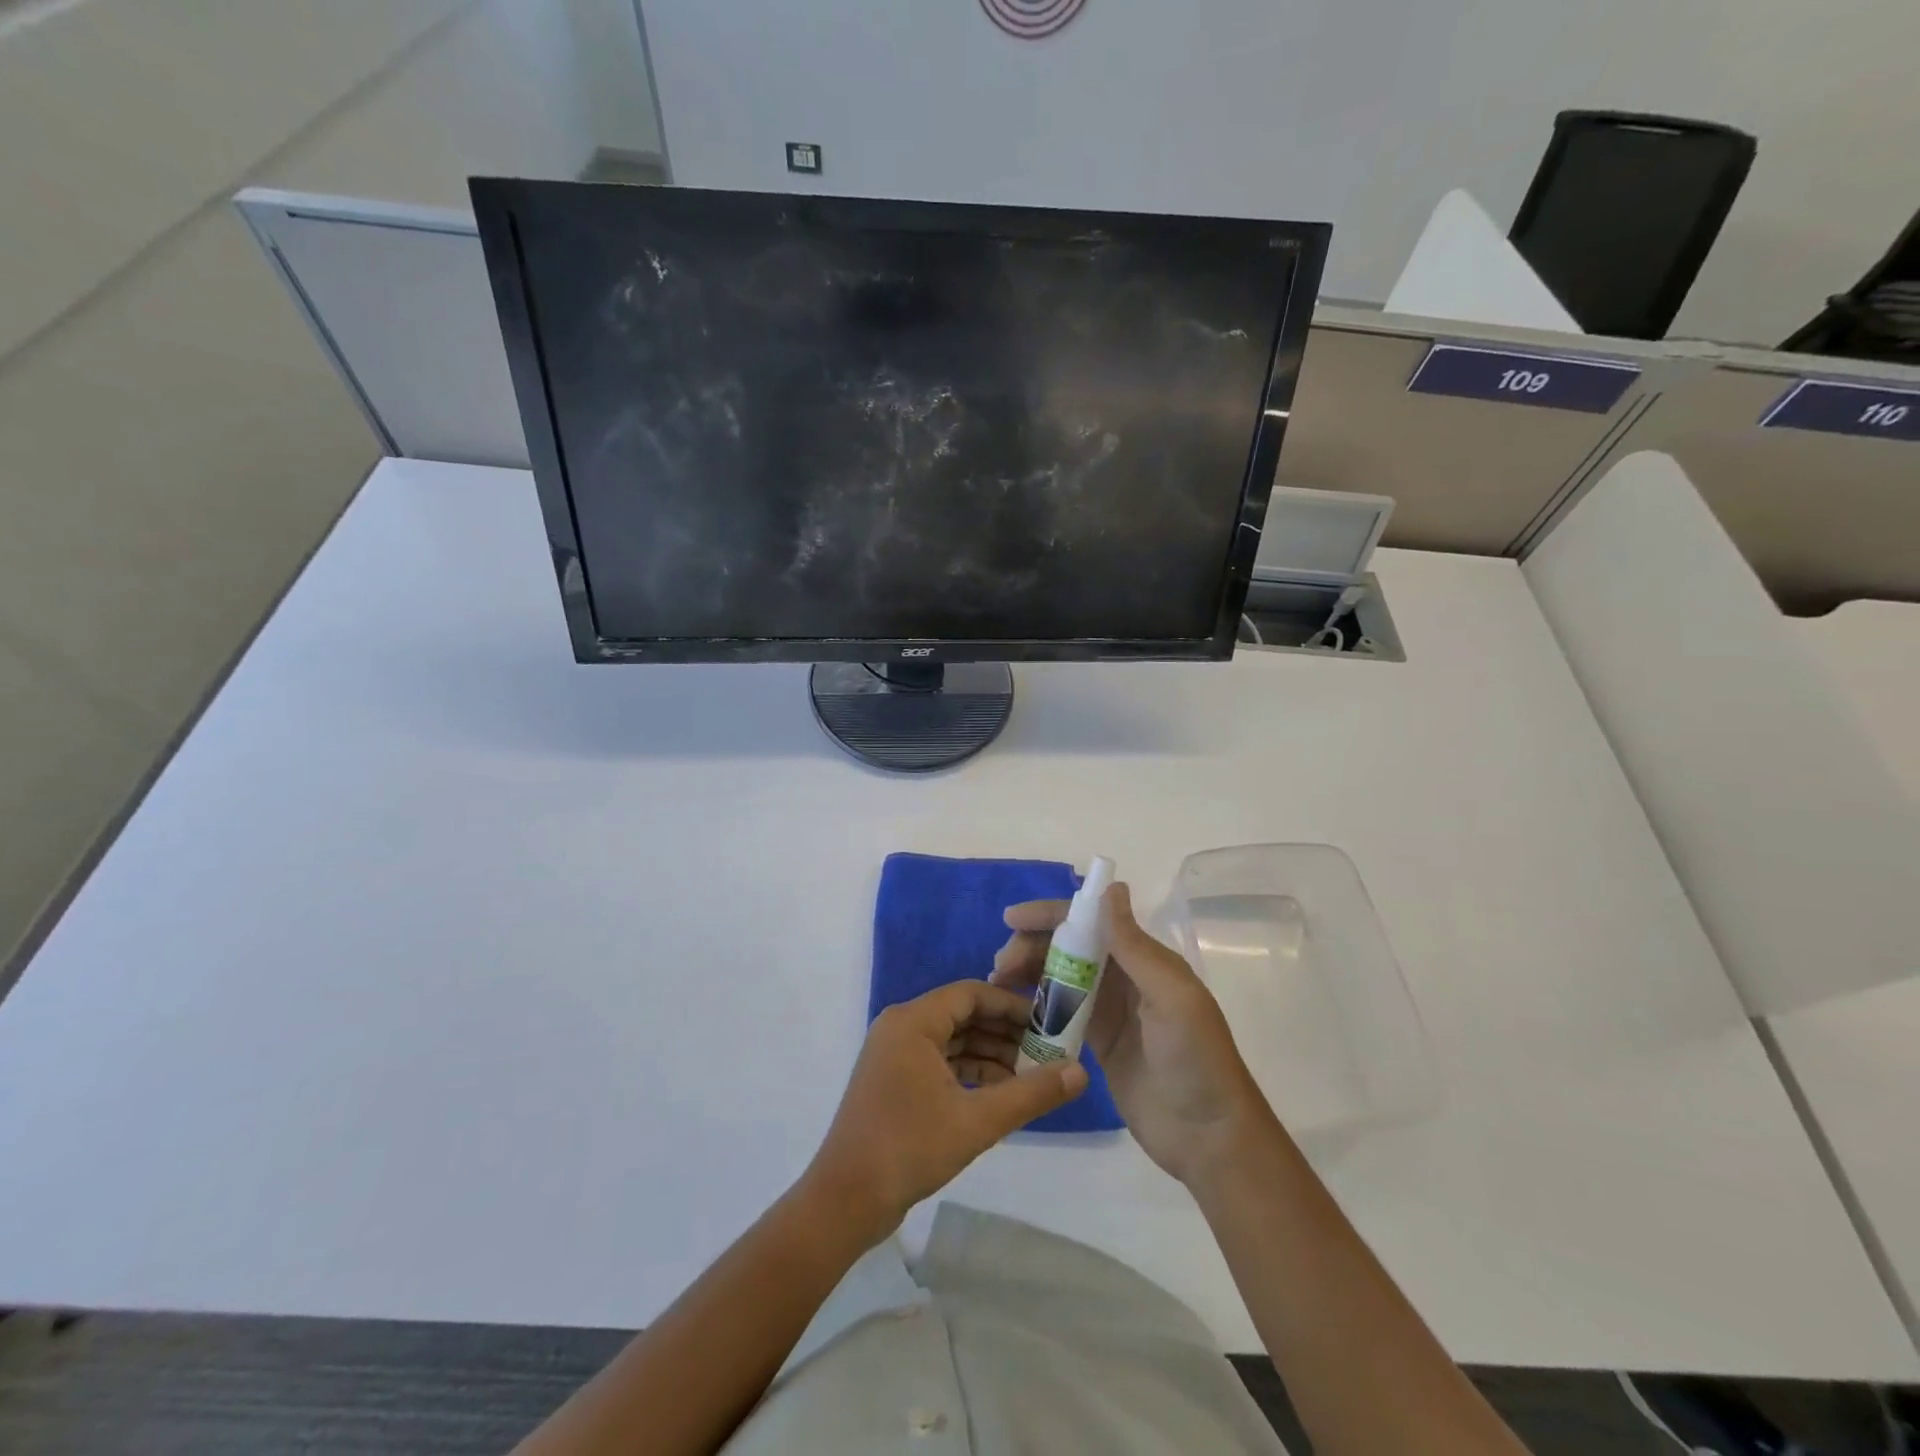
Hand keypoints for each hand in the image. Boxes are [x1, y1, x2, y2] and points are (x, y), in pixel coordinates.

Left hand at [803, 981, 1087, 1243]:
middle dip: (1005, 1032)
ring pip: (953, 1041)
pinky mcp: (895, 1082)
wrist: (846, 1201)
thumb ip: (1030, 1094)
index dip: (1012, 1005)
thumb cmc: (909, 1148)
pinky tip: (1002, 1094)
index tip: (1048, 1022)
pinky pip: (940, 1063)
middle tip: (1047, 1051)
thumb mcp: (977, 1121)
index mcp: (913, 1021)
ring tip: (1032, 1075)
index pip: (971, 994)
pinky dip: (970, 1074)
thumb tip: (1080, 1071)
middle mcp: (901, 1028)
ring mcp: (895, 1055)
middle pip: (962, 1016)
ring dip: (990, 1056)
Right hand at [992, 882, 1266, 1185]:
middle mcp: (1125, 976)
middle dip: (1033, 946)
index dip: (1051, 914)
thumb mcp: (1170, 996)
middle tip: (1000, 965)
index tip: (1012, 919)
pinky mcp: (1098, 1042)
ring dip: (1029, 973)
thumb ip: (1134, 945)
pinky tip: (1013, 1010)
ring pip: (1060, 977)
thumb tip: (1109, 888)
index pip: (1091, 921)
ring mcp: (1110, 1010)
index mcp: (1144, 958)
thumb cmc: (1195, 1058)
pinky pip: (1061, 1012)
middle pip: (1069, 947)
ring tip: (998, 984)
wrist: (1208, 1135)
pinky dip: (1037, 1006)